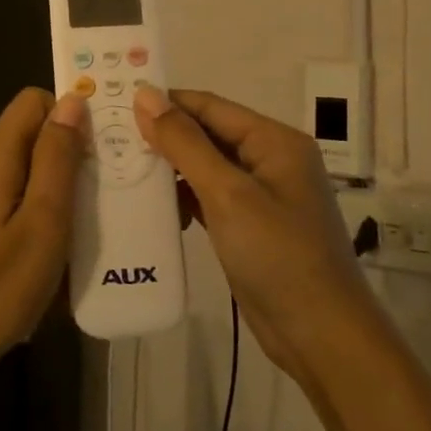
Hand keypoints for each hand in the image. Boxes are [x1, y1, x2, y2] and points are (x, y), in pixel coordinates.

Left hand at [0, 88, 87, 391]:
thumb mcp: (44, 220)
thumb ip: (58, 156)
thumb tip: (72, 100)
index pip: (33, 101)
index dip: (69, 117)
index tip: (98, 154)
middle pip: (25, 134)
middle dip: (63, 156)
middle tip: (96, 198)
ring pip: (15, 167)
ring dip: (47, 187)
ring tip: (75, 228)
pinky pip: (0, 193)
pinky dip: (25, 207)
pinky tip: (40, 247)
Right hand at [133, 86, 375, 376]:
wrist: (320, 336)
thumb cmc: (277, 255)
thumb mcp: (227, 193)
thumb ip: (184, 142)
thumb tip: (145, 94)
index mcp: (274, 140)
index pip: (209, 105)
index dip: (165, 102)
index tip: (115, 104)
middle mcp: (270, 159)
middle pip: (207, 134)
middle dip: (163, 135)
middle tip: (110, 138)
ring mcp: (261, 195)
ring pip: (205, 166)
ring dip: (169, 168)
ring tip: (120, 168)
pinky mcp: (249, 225)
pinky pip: (209, 197)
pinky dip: (182, 197)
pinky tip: (152, 205)